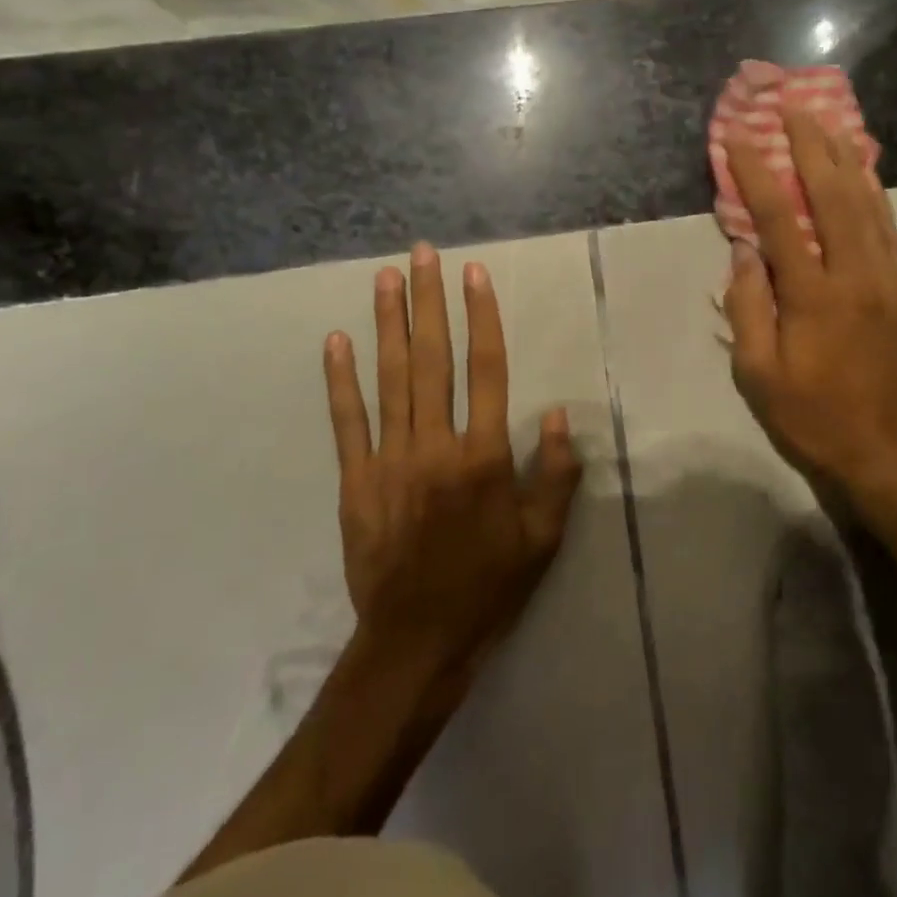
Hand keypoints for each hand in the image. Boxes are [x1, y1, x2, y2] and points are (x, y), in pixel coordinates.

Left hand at [324, 243, 583, 677]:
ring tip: (385, 278)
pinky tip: (337, 341)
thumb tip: (559, 414)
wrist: (416, 641)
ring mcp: (390, 460)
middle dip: (429, 302)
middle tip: (423, 254)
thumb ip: (557, 474)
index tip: (475, 275)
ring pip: (391, 379)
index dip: (482, 318)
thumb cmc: (489, 586)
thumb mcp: (543, 538)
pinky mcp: (356, 480)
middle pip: (433, 360)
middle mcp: (436, 446)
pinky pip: (347, 422)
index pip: (487, 370)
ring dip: (388, 324)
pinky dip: (341, 380)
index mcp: (484, 457)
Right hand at [723, 105, 896, 512]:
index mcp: (814, 297)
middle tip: (794, 108)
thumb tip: (743, 252)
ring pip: (871, 208)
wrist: (891, 457)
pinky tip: (863, 180)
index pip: (780, 219)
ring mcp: (896, 285)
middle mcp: (859, 278)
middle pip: (835, 196)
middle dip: (811, 146)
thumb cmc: (811, 418)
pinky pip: (892, 237)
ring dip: (846, 162)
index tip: (738, 137)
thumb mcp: (757, 374)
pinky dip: (875, 200)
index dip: (756, 173)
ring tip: (829, 125)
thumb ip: (747, 307)